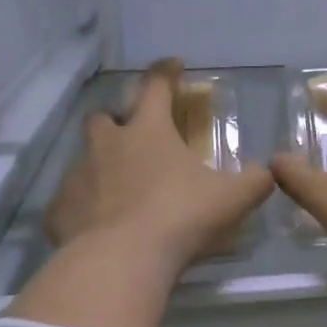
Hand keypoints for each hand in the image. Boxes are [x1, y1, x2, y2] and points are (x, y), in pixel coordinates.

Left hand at [46, 58, 274, 271]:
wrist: (121, 261)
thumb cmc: (180, 218)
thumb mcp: (232, 199)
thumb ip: (255, 181)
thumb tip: (267, 172)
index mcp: (148, 132)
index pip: (156, 86)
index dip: (166, 72)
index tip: (174, 65)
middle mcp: (107, 145)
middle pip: (103, 118)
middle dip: (117, 122)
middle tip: (134, 139)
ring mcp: (77, 176)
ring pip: (83, 159)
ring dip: (100, 166)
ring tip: (118, 190)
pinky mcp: (59, 210)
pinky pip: (70, 202)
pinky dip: (83, 208)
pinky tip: (98, 227)